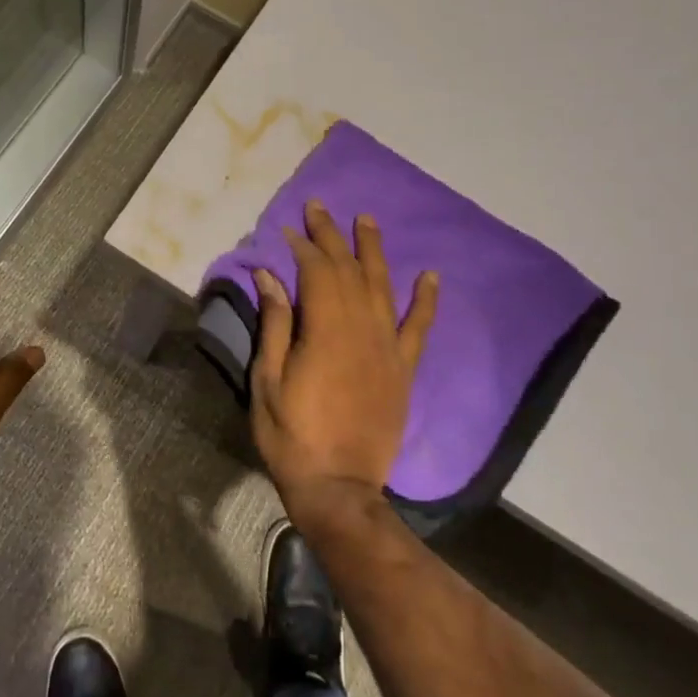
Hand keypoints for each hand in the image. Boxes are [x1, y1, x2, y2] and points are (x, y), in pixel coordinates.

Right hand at [250, 202, 437, 527]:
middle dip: (331, 236)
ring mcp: (387, 349)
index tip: (288, 229)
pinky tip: (429, 275)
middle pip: (347, 271)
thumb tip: (270, 276)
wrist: (340, 489)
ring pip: (382, 288)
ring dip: (374, 251)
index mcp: (325, 331)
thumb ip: (274, 325)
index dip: (302, 247)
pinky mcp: (403, 370)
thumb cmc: (292, 437)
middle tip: (319, 207)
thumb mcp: (267, 382)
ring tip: (367, 220)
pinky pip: (418, 329)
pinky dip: (425, 301)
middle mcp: (361, 330)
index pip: (315, 273)